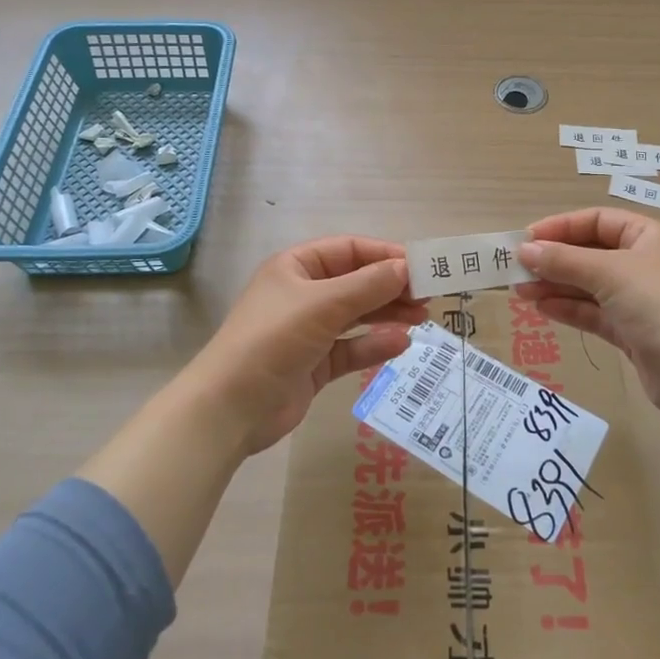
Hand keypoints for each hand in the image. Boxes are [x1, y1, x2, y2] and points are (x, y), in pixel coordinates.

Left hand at [190, 236, 427, 454]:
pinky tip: (400, 345)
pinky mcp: (315, 364)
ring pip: (357, 315)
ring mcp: (309, 331)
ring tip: (422, 319)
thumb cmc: (273, 339)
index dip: (385, 255)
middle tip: (428, 296)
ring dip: (388, 315)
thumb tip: (407, 267)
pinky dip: (374, 345)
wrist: (231, 408)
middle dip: (391, 287)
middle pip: (356, 282)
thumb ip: (368, 285)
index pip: (349, 250)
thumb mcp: (323, 305)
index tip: (422, 266)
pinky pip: (352, 348)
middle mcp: (303, 294)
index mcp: (297, 267)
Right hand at [517, 208, 659, 417]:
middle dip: (553, 259)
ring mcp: (636, 299)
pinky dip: (568, 308)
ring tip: (519, 290)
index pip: (597, 221)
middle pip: (589, 253)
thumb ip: (564, 260)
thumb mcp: (609, 273)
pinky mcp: (630, 331)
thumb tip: (524, 250)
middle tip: (515, 268)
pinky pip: (592, 312)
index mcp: (646, 237)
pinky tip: (541, 308)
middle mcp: (642, 263)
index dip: (561, 226)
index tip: (527, 239)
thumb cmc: (658, 305)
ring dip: (555, 285)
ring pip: (587, 285)